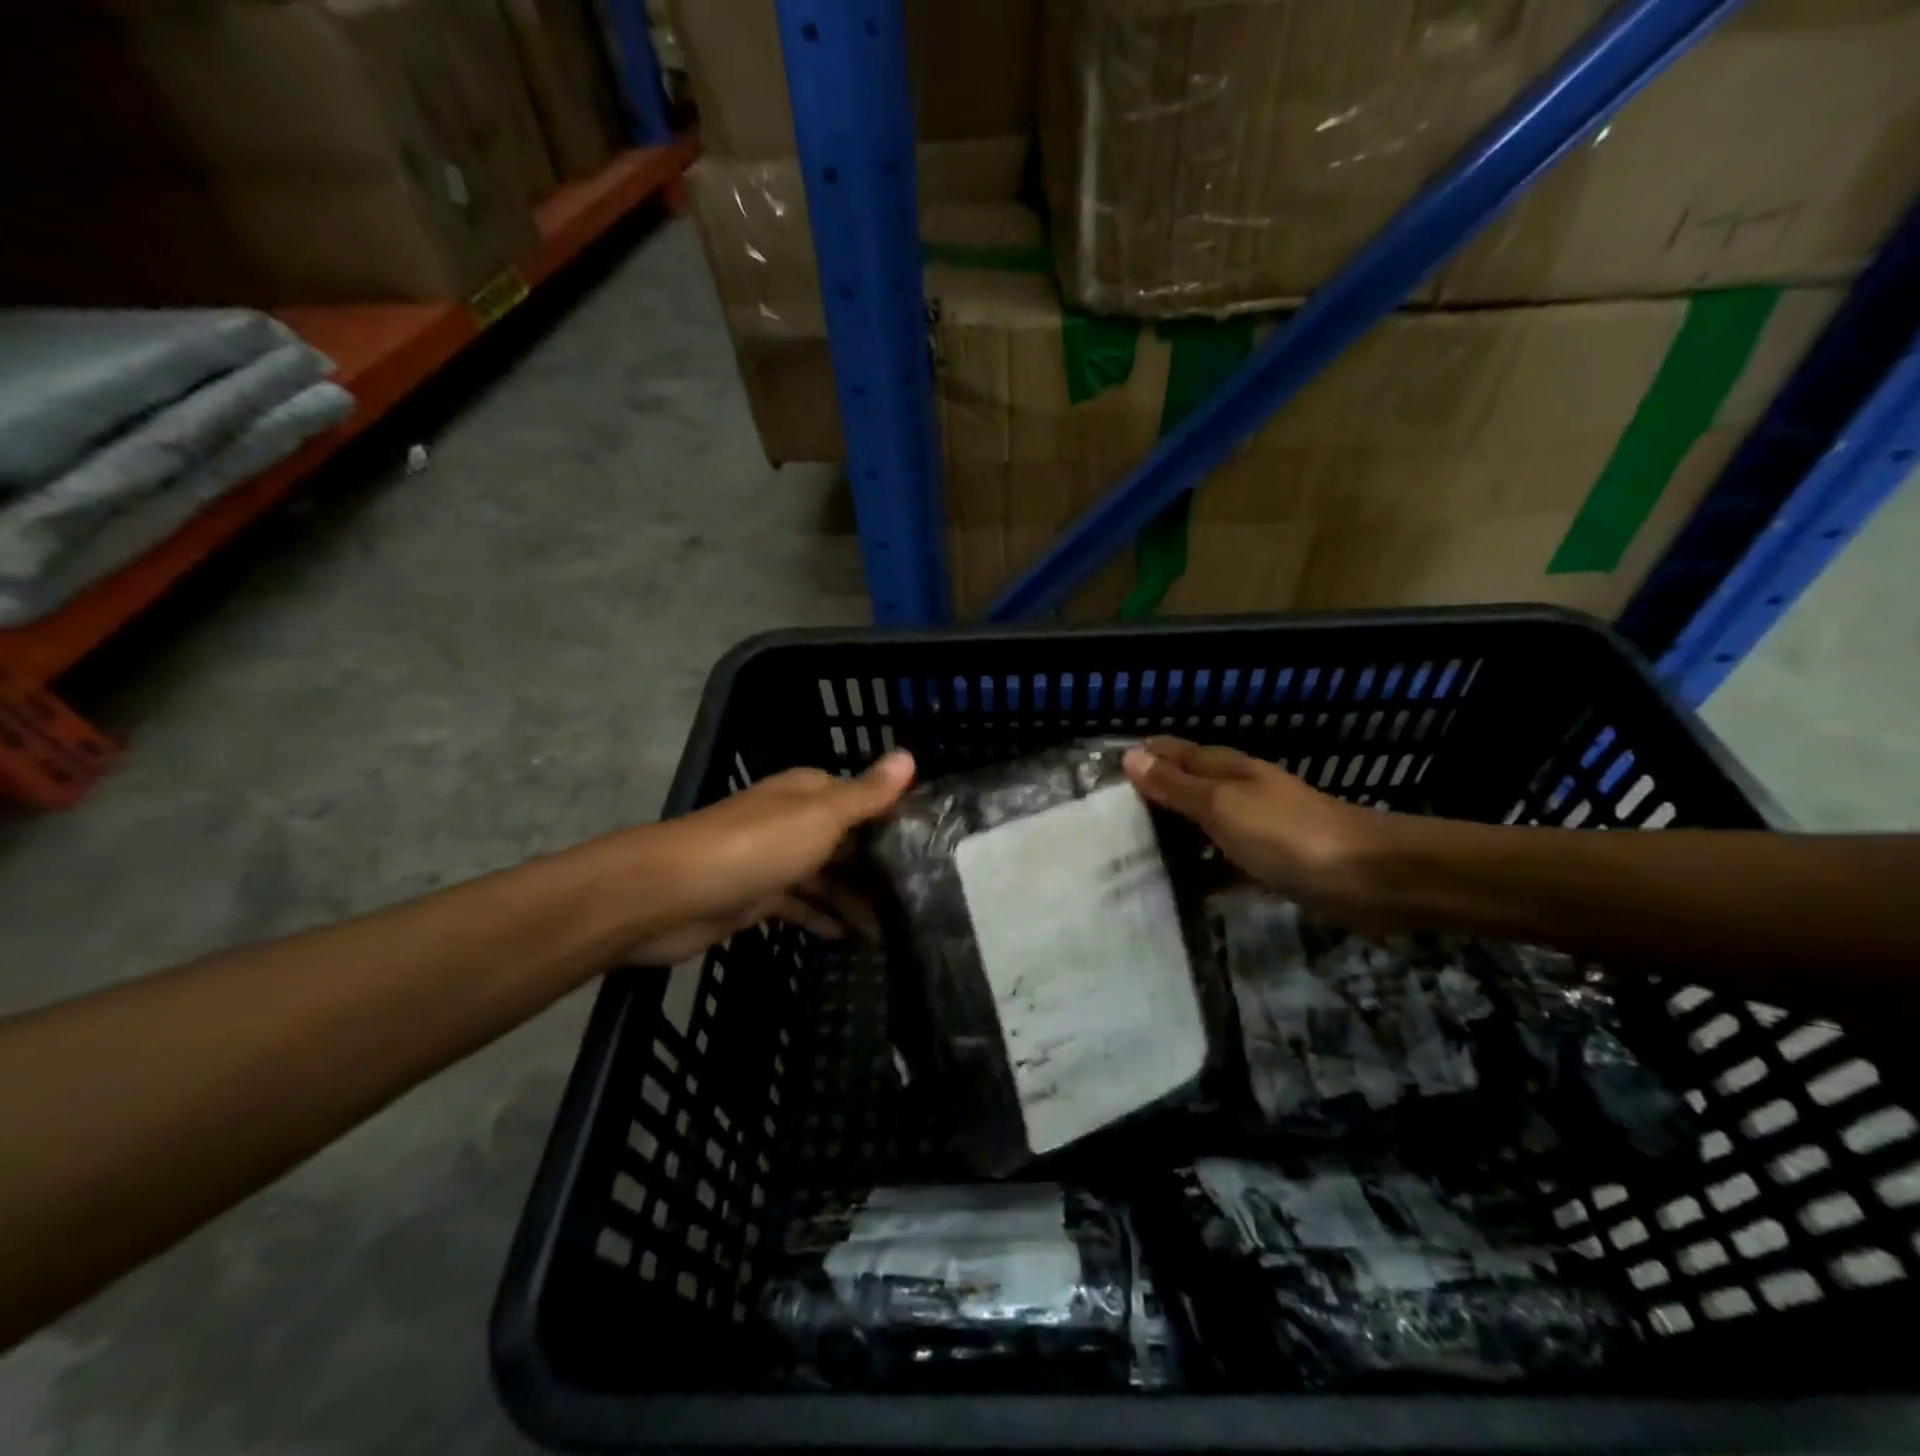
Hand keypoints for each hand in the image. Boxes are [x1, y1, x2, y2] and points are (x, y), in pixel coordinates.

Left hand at [620, 751, 915, 962]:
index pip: (863, 799)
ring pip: (825, 876)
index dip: (895, 819)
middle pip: (846, 840)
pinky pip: (800, 904)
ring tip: (892, 927)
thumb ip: (866, 794)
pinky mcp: (755, 897)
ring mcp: (772, 859)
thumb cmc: (755, 847)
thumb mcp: (821, 816)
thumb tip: (910, 754)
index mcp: (808, 793)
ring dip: (854, 897)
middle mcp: (792, 820)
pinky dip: (822, 916)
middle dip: (878, 865)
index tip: (933, 846)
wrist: (671, 893)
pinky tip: (847, 936)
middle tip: (920, 896)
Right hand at [1123, 737, 1379, 916]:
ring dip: (1170, 839)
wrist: (1368, 877)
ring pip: (1200, 829)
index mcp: (1225, 769)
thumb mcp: (1222, 805)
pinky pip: (1222, 865)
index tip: (1097, 778)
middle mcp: (1237, 793)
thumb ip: (1177, 785)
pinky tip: (1176, 891)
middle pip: (1184, 790)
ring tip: (1126, 861)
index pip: (1172, 753)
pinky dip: (1200, 873)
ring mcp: (1254, 830)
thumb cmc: (1287, 834)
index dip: (1140, 759)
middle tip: (1102, 826)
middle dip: (1148, 801)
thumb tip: (1131, 756)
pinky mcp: (1268, 865)